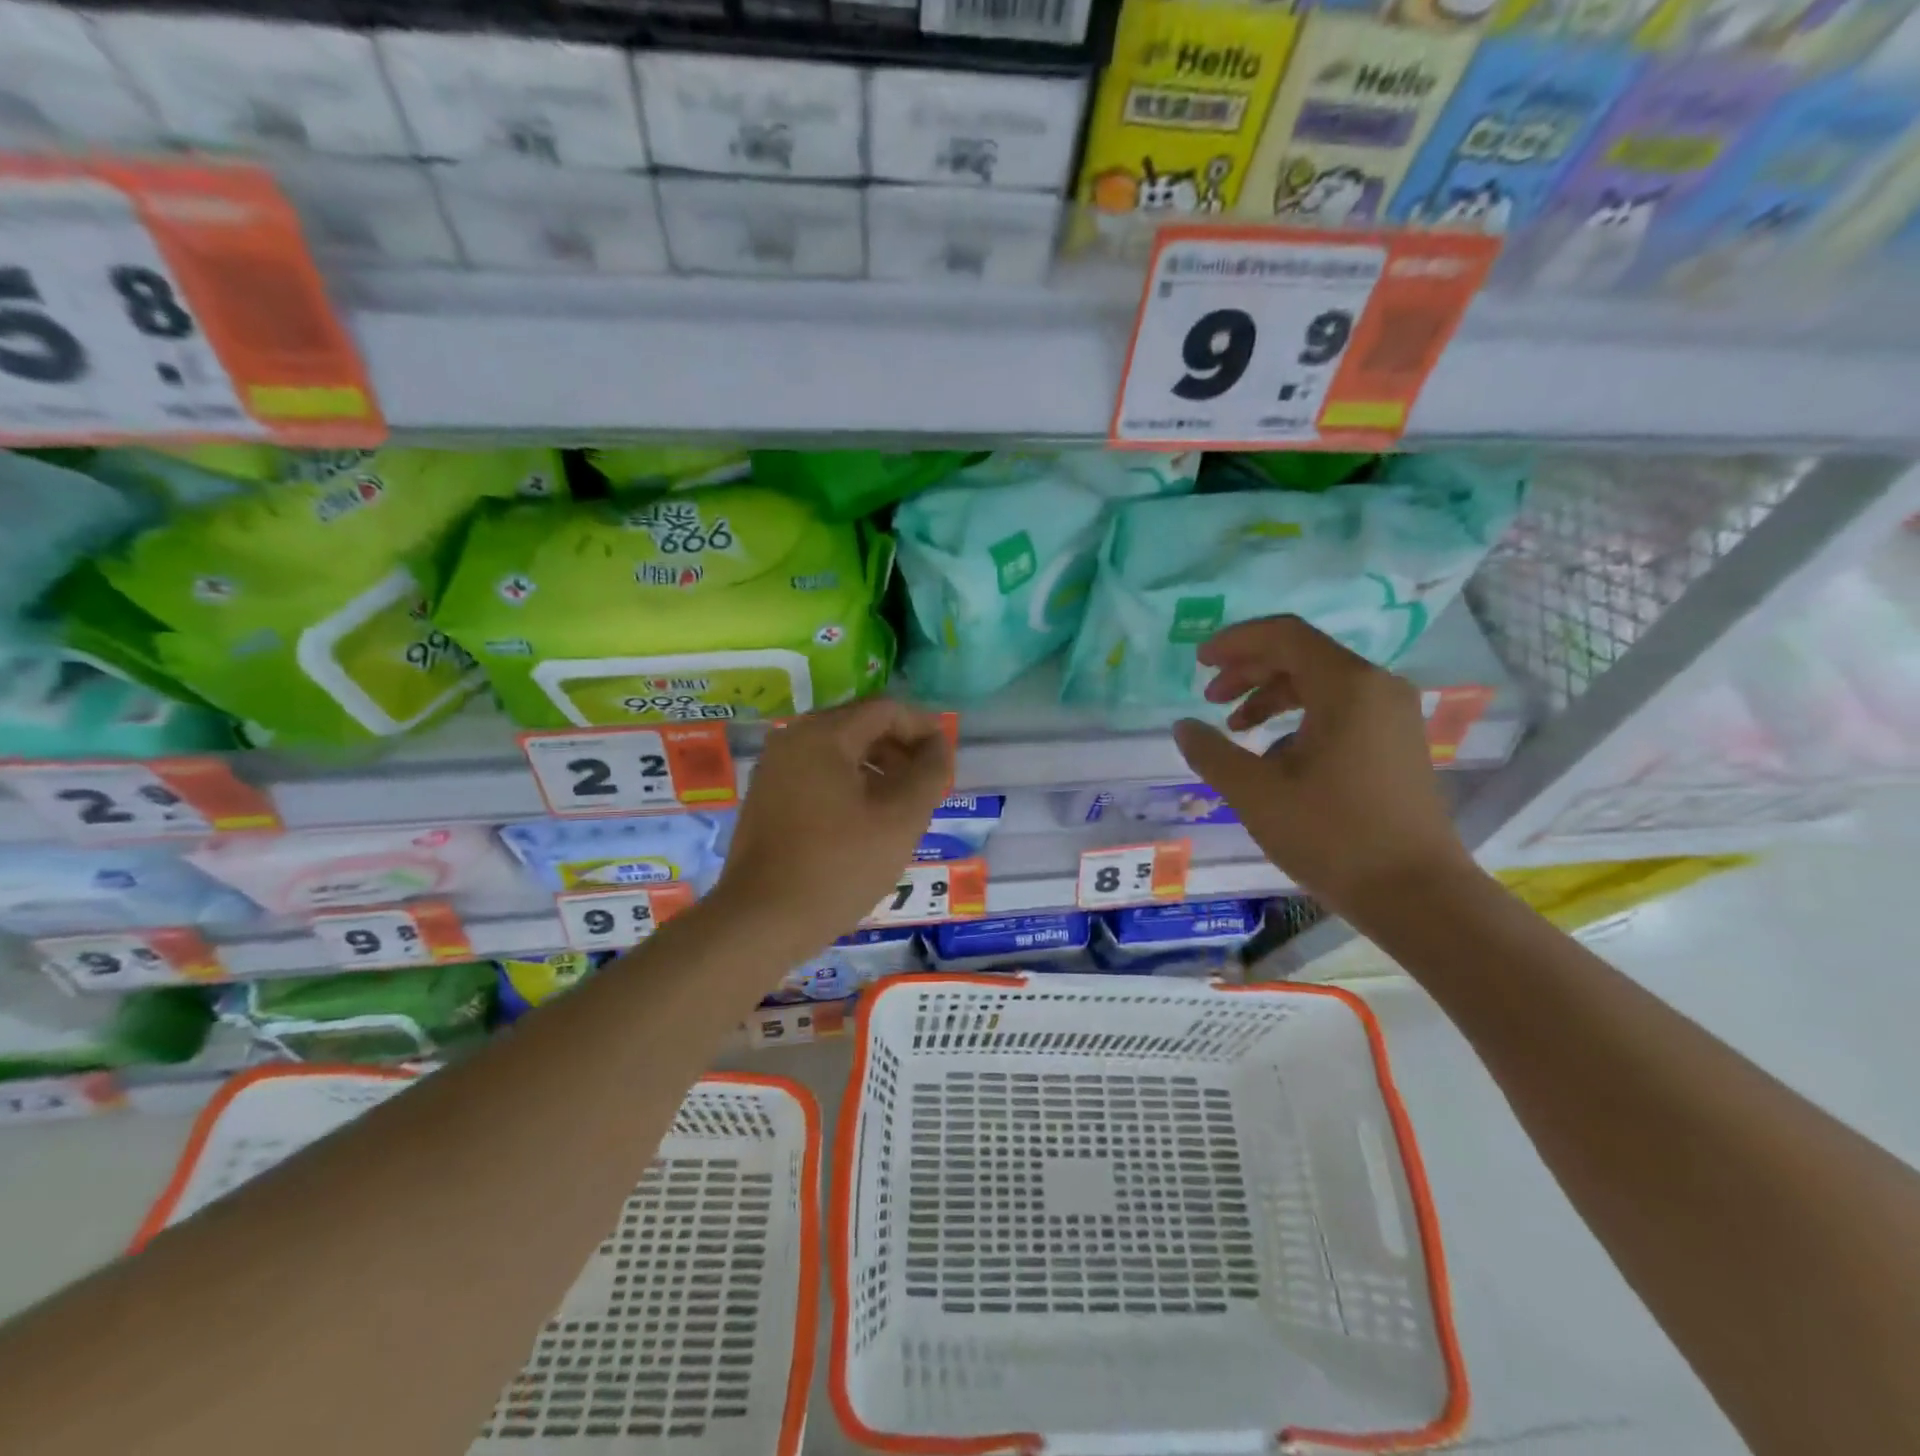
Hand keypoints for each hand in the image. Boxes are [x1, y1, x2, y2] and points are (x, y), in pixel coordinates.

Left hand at [707, 699, 953, 963]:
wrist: (762, 921)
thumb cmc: (839, 866)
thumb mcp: (901, 819)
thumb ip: (929, 773)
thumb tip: (939, 745)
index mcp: (823, 735)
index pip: (886, 710)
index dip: (923, 728)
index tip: (946, 758)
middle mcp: (792, 739)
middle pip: (860, 726)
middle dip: (900, 748)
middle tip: (928, 784)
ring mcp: (773, 768)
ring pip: (838, 751)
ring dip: (877, 767)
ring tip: (902, 804)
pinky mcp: (766, 797)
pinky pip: (817, 773)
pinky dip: (849, 783)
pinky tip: (865, 818)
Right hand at [1172, 616, 1475, 917]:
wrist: (1415, 894)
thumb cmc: (1332, 836)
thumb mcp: (1256, 793)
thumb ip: (1212, 752)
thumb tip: (1184, 727)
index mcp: (1347, 686)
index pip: (1284, 635)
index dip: (1235, 642)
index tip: (1198, 663)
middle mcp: (1376, 687)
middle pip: (1302, 655)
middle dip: (1249, 670)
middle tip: (1209, 697)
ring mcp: (1392, 714)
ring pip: (1320, 683)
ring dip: (1271, 695)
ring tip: (1236, 728)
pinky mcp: (1395, 741)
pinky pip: (1339, 709)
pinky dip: (1299, 718)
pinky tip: (1273, 755)